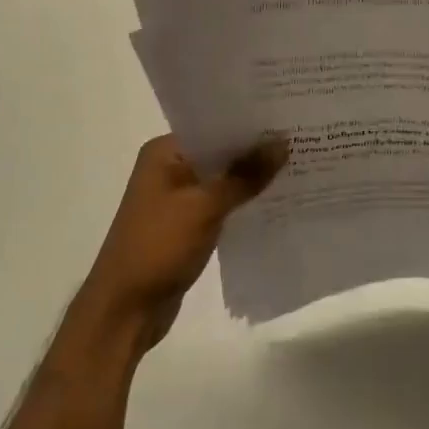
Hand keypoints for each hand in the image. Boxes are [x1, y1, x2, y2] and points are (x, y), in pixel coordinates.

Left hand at [77, 135, 287, 350]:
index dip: (250, 122)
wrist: (125, 311)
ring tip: (299, 166)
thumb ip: (245, 175)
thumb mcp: (204, 206)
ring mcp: (177, 198)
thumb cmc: (158, 247)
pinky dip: (243, 202)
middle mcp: (169, 168)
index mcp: (165, 152)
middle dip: (256, 150)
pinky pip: (222, 204)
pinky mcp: (187, 225)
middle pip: (221, 152)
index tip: (288, 117)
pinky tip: (277, 201)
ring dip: (252, 178)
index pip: (214, 125)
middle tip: (303, 139)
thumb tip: (282, 142)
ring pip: (223, 180)